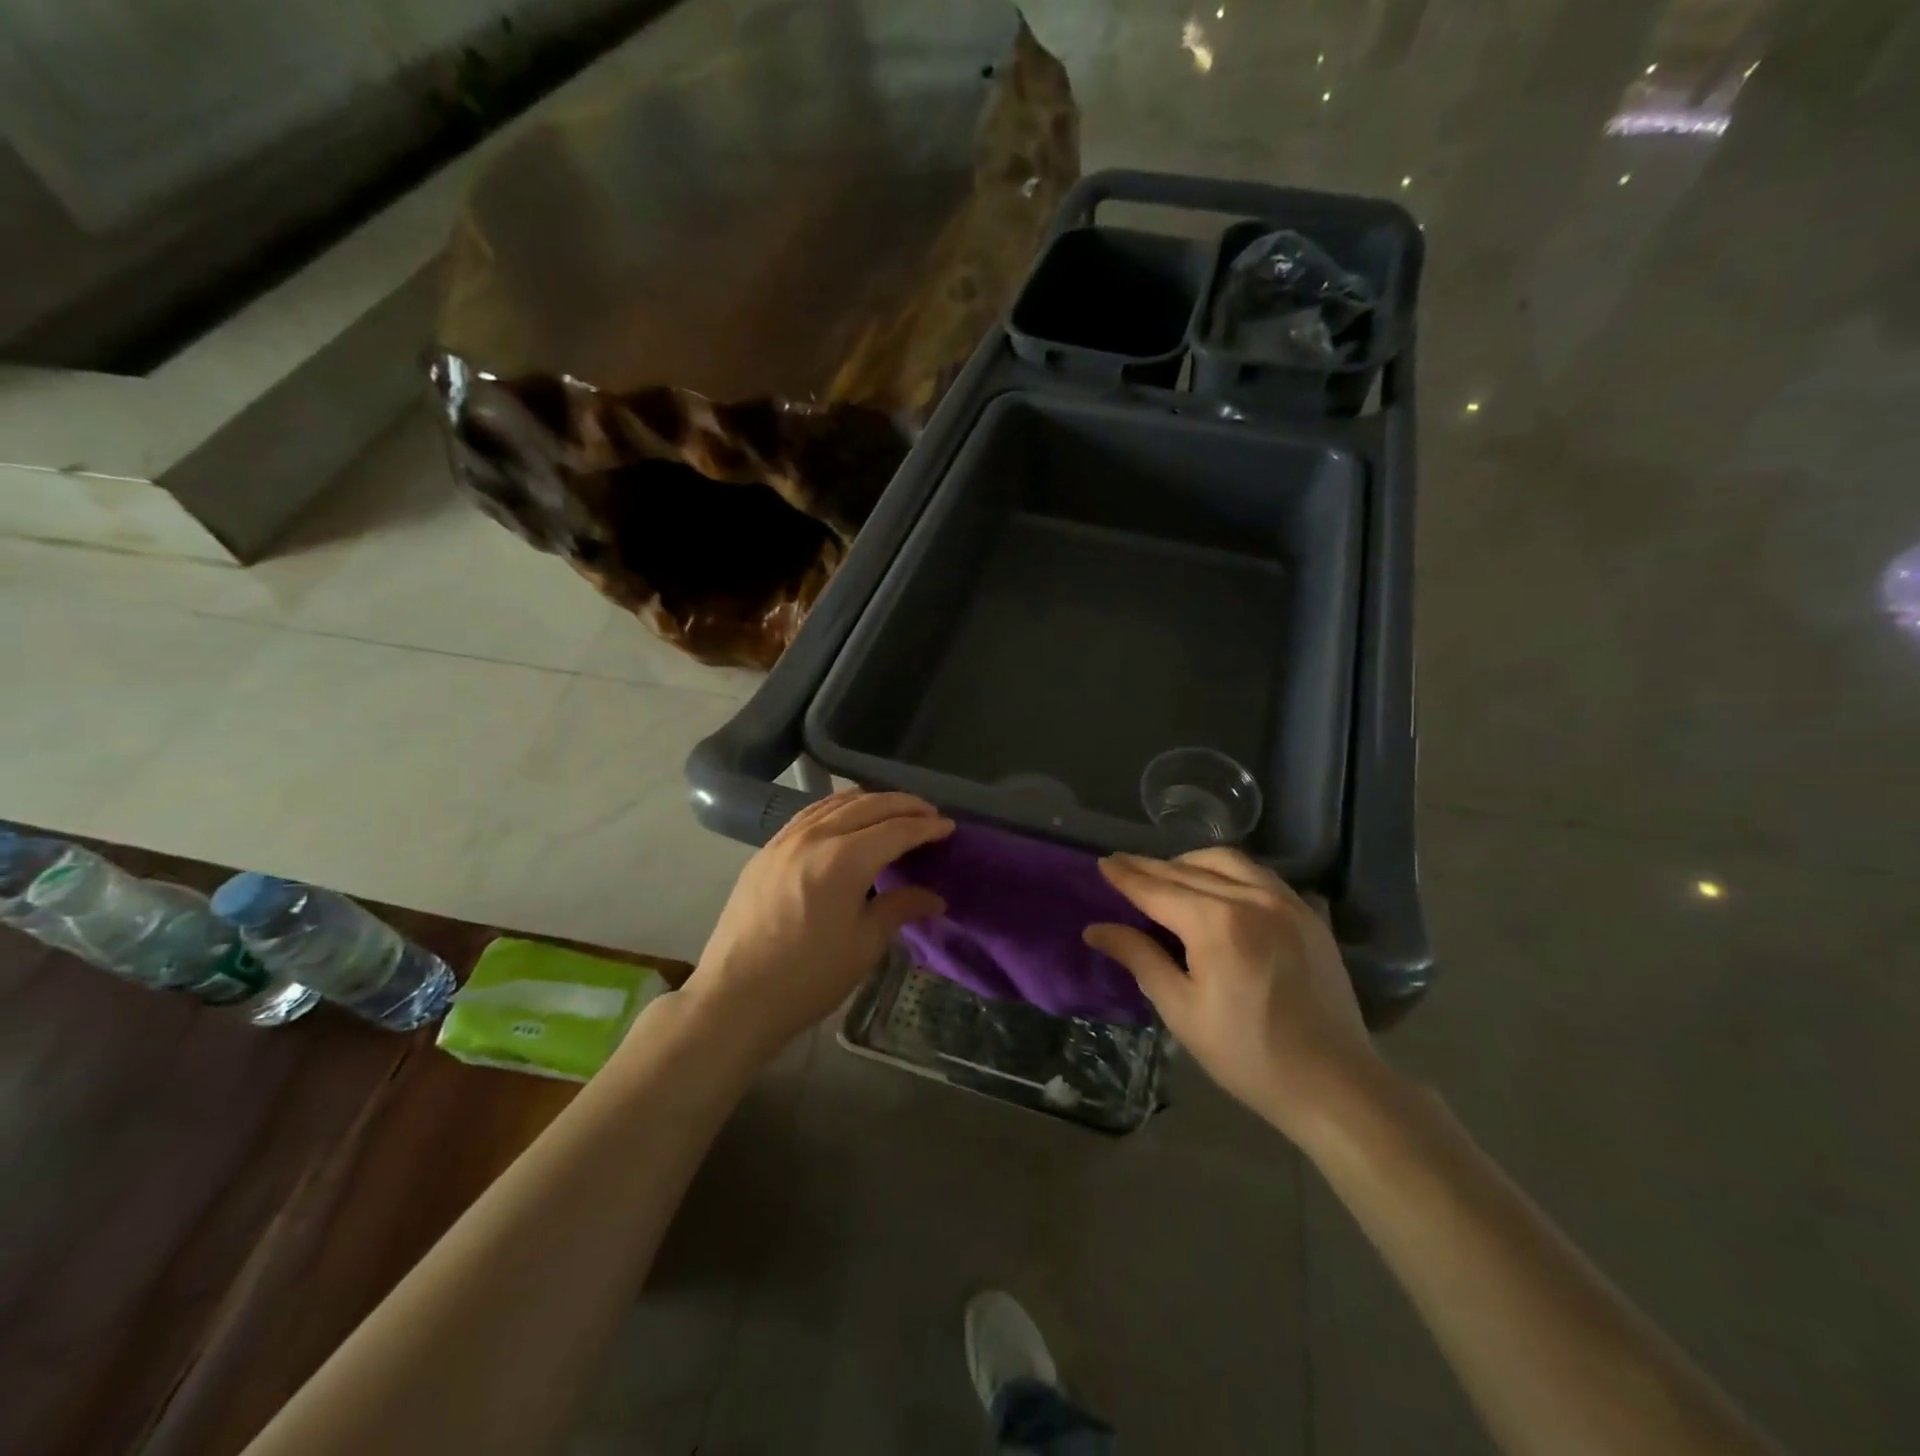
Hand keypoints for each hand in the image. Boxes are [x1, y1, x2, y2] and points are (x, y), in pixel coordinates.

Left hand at [685, 790, 953, 1055]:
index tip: (948, 827)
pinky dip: (838, 807)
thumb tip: (934, 897)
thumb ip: (899, 909)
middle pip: (868, 805)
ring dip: (871, 801)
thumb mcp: (864, 946)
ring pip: (836, 802)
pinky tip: (846, 819)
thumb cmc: (807, 977)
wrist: (734, 997)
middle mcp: (814, 836)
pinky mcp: (766, 850)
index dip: (926, 826)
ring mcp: (785, 839)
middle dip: (904, 805)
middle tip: (929, 814)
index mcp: (843, 859)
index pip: (895, 830)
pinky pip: (810, 813)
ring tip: (894, 811)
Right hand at [1084, 849, 1377, 1137]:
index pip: (1158, 889)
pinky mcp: (1308, 913)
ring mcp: (1285, 902)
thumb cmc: (1248, 1054)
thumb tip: (1096, 929)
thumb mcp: (1181, 1010)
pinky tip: (1217, 885)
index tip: (1103, 863)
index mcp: (1216, 923)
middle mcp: (1251, 898)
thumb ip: (1140, 959)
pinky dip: (1228, 871)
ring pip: (1227, 861)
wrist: (1334, 1084)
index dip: (1127, 876)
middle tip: (1123, 864)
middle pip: (1188, 870)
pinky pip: (1259, 874)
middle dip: (1151, 867)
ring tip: (1167, 873)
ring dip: (1190, 861)